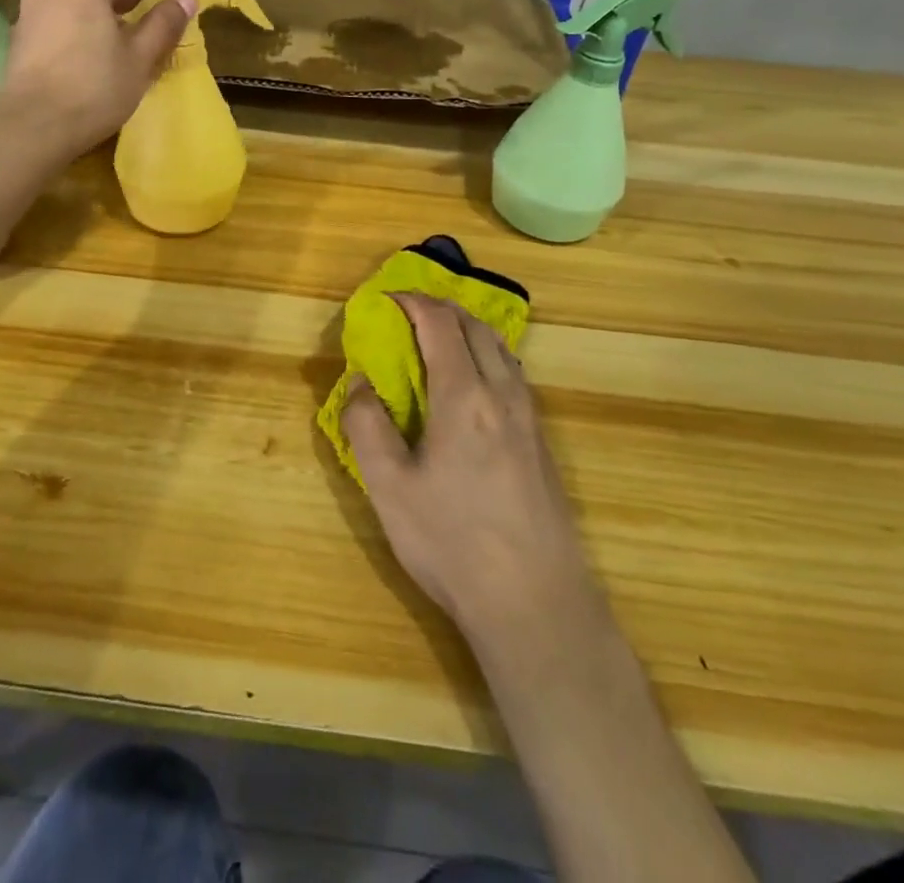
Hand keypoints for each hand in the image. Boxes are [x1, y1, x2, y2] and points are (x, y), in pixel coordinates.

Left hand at [0, 0, 194, 154]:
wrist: (31, 129)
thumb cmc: (93, 88)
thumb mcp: (139, 57)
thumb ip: (164, 23)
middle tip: (169, 4)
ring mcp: (33, 8)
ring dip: (114, 8)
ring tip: (141, 28)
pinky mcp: (23, 34)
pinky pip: (67, 16)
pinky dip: (91, 22)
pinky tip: (107, 46)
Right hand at [345, 295, 594, 652]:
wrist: (536, 605)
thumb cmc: (453, 543)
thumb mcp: (389, 488)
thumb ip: (367, 426)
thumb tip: (360, 383)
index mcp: (465, 396)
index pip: (440, 324)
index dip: (413, 302)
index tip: (386, 299)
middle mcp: (503, 395)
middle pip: (477, 327)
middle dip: (441, 309)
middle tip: (408, 315)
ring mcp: (530, 419)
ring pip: (502, 349)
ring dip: (468, 331)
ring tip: (439, 342)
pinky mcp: (543, 444)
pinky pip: (514, 376)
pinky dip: (488, 357)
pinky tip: (473, 388)